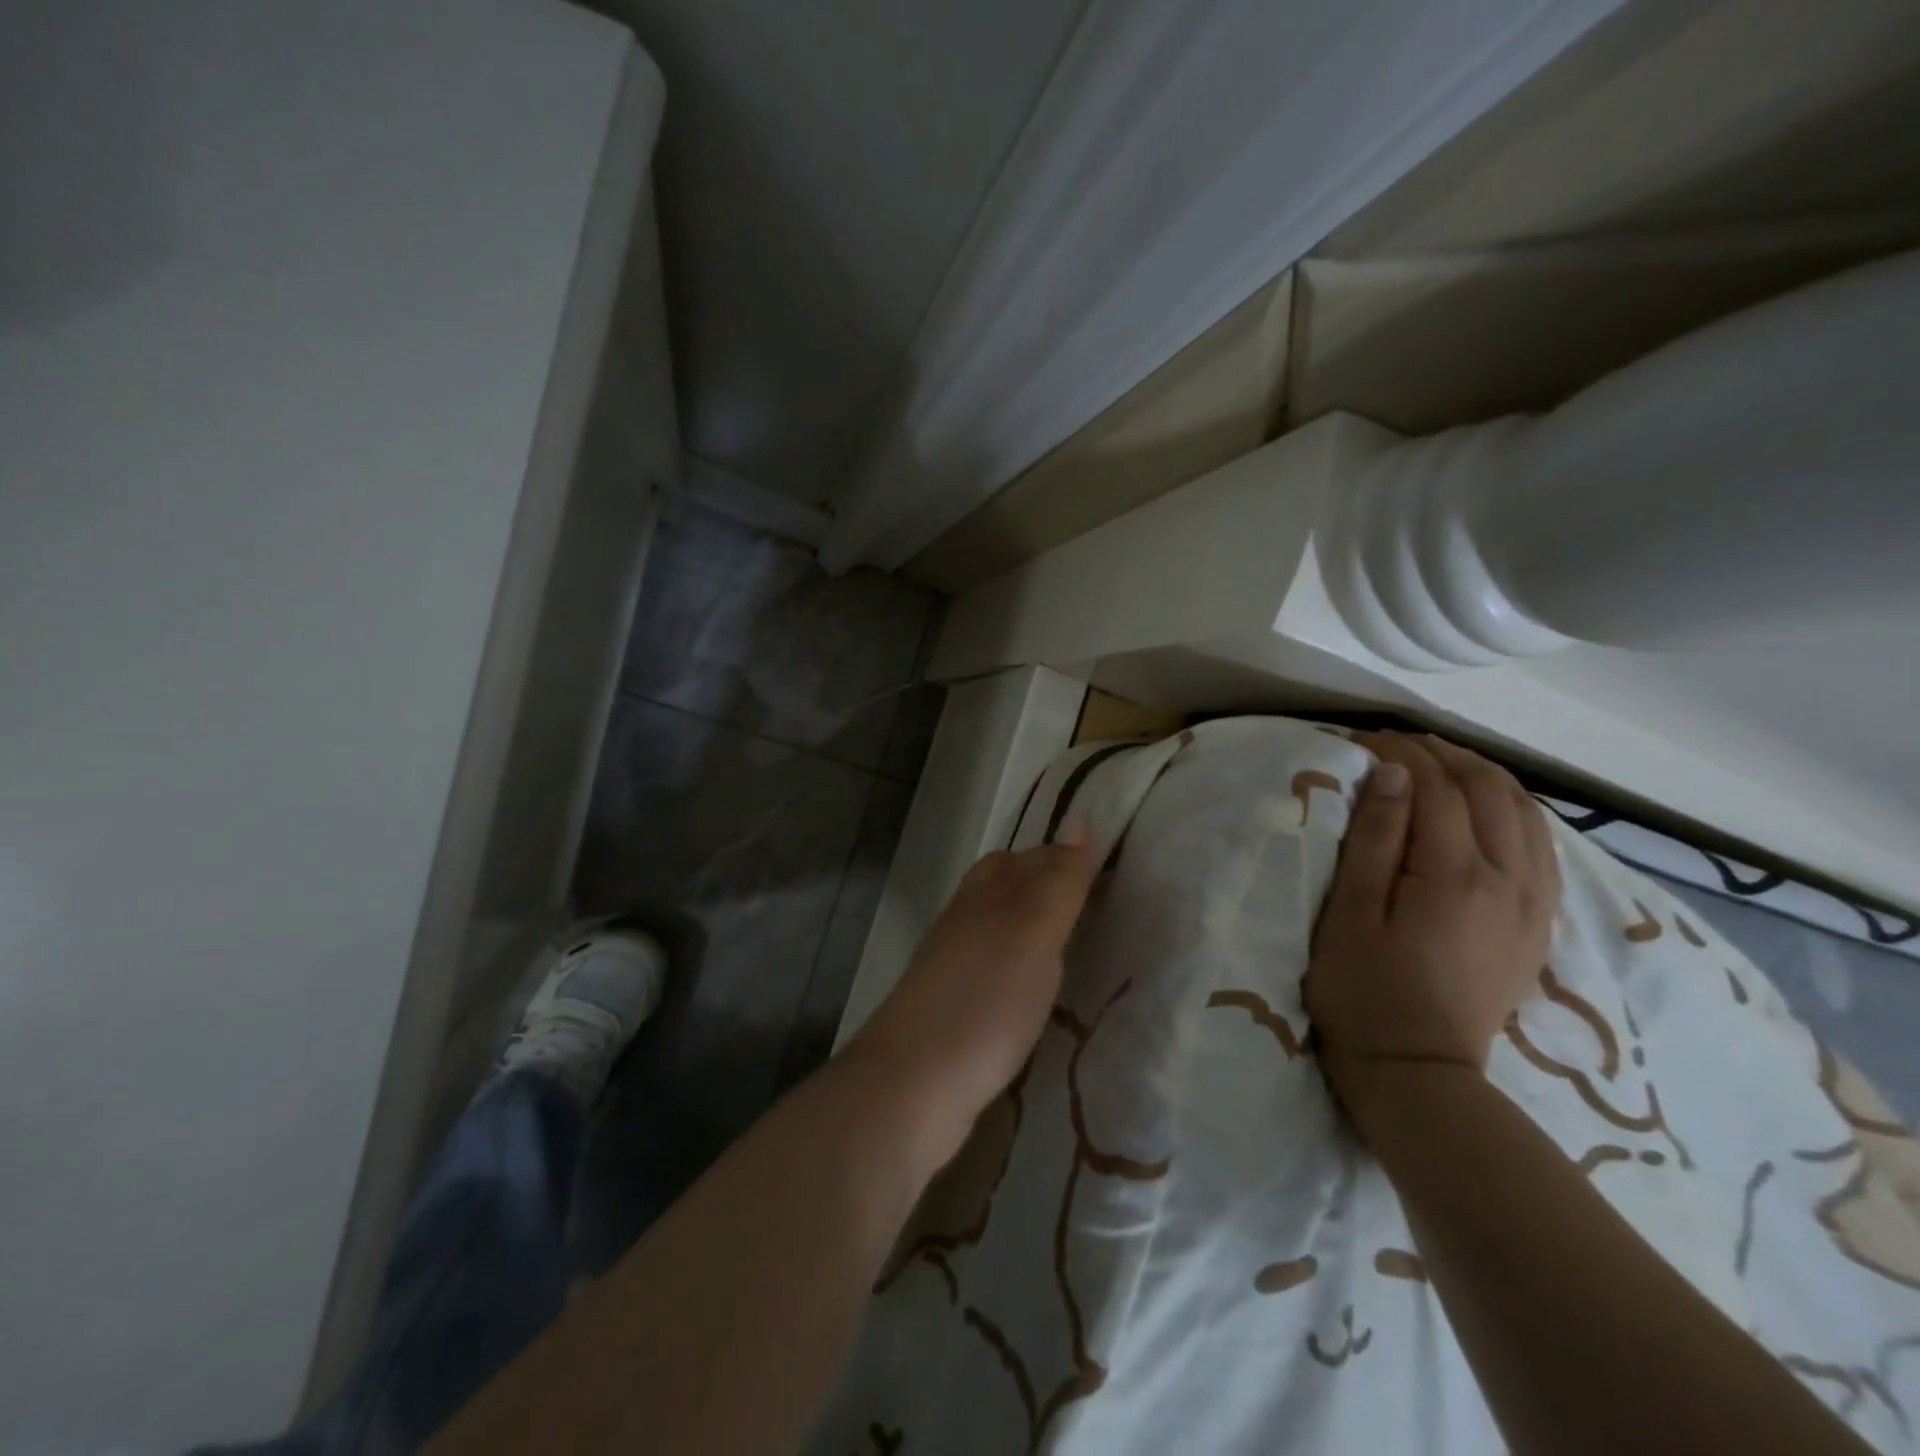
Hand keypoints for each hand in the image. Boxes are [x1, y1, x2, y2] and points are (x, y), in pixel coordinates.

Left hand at [849, 823, 1096, 1143]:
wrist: (916, 1082)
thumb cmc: (985, 997)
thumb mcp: (1032, 929)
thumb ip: (1058, 879)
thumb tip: (1079, 817)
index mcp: (985, 891)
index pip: (1032, 857)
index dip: (1069, 860)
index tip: (1114, 875)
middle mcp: (967, 918)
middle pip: (1012, 888)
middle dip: (1052, 890)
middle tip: (1103, 910)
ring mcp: (957, 963)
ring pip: (1003, 930)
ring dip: (1037, 931)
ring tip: (1080, 949)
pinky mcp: (957, 1005)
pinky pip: (998, 969)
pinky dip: (1024, 969)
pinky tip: (1041, 992)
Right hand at [1306, 733, 1560, 1096]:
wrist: (1419, 1069)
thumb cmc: (1364, 989)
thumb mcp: (1351, 912)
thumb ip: (1374, 840)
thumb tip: (1393, 774)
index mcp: (1454, 874)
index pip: (1434, 787)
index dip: (1398, 753)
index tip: (1361, 738)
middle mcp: (1509, 878)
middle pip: (1488, 789)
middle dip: (1442, 754)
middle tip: (1397, 743)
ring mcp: (1533, 901)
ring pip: (1525, 812)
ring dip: (1483, 775)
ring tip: (1440, 763)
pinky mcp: (1539, 921)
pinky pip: (1543, 845)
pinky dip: (1515, 810)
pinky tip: (1490, 808)